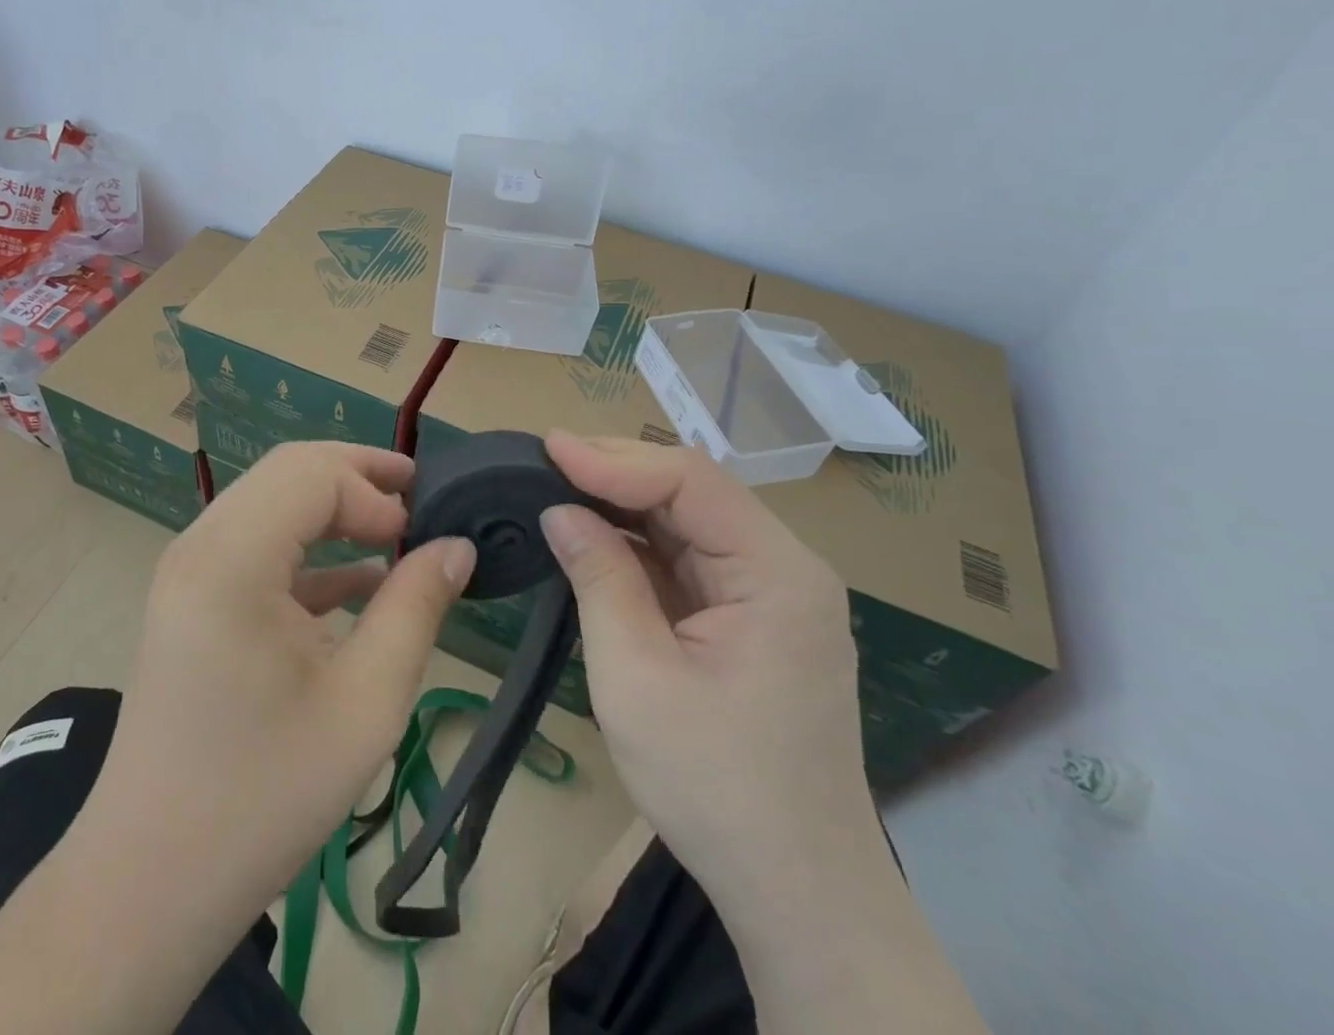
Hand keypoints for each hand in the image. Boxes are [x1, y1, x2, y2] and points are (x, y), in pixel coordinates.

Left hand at [0, 442, 475, 1034]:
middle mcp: (200, 545)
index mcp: (231, 559)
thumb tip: (457, 547)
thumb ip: (415, 609)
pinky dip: (310, 550)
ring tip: (398, 529)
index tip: (422, 535)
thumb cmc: (263, 797)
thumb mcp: (364, 703)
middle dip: (358, 477)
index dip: (375, 492)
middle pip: (288, 472)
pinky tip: (359, 584)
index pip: (312, 474)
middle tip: (420, 499)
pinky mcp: (193, 600)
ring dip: (335, 508)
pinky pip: (257, 545)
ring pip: (272, 502)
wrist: (149, 884)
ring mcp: (190, 571)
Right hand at [539, 431, 875, 891]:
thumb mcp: (637, 677)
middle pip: (693, 492)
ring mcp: (769, 593)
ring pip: (687, 521)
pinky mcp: (749, 618)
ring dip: (622, 503)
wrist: (796, 892)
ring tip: (557, 485)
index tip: (548, 449)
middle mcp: (784, 568)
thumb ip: (599, 579)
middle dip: (616, 472)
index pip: (692, 480)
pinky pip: (687, 559)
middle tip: (544, 460)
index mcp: (778, 574)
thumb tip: (559, 511)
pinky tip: (593, 535)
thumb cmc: (716, 787)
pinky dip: (637, 543)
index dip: (614, 458)